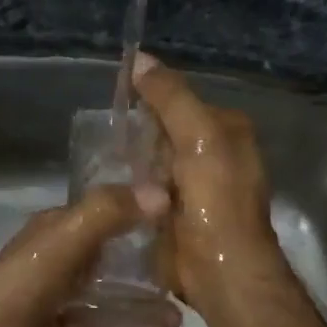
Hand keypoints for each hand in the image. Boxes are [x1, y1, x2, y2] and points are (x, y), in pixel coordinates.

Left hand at [0, 184, 177, 326]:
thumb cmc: (19, 287)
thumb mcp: (63, 240)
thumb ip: (109, 213)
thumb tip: (162, 193)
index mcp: (62, 231)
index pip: (111, 212)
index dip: (145, 209)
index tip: (188, 212)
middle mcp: (69, 263)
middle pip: (119, 259)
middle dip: (154, 264)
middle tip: (194, 270)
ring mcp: (69, 304)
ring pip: (117, 302)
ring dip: (147, 308)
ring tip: (182, 315)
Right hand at [130, 52, 287, 314]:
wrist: (219, 268)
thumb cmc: (216, 197)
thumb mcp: (198, 135)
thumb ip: (170, 97)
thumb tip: (139, 58)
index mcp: (226, 131)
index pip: (181, 102)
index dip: (151, 99)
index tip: (118, 100)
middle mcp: (213, 155)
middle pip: (163, 132)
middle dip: (137, 134)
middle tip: (104, 136)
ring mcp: (193, 188)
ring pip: (151, 163)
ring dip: (130, 164)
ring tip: (99, 159)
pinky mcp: (174, 214)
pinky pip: (145, 191)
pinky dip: (130, 189)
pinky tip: (109, 187)